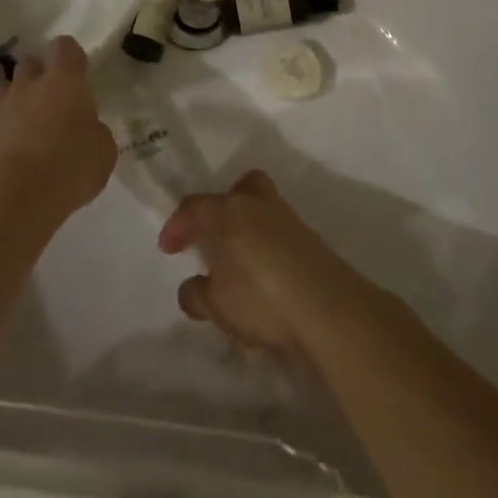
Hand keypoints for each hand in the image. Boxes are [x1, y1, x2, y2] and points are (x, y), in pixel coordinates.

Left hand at [0, 36, 115, 226]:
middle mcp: (28, 85)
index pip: (65, 47)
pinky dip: (3, 131)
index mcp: (63, 81)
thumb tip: (88, 129)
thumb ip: (96, 132)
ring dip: (17, 100)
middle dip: (40, 75)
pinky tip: (14, 155)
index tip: (79, 73)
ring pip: (6, 89)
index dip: (71, 57)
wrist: (15, 198)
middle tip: (53, 100)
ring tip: (29, 126)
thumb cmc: (69, 167)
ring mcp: (0, 108)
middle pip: (30, 62)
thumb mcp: (103, 152)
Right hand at [159, 170, 354, 356]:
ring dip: (248, 233)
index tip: (168, 249)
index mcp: (229, 211)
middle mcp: (259, 207)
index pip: (194, 206)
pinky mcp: (314, 245)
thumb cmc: (260, 298)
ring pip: (264, 212)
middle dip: (225, 207)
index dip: (177, 225)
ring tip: (240, 273)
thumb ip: (198, 294)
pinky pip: (282, 238)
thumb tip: (193, 287)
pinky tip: (266, 286)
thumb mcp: (216, 305)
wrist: (328, 308)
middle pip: (241, 189)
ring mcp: (291, 223)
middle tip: (215, 237)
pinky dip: (270, 253)